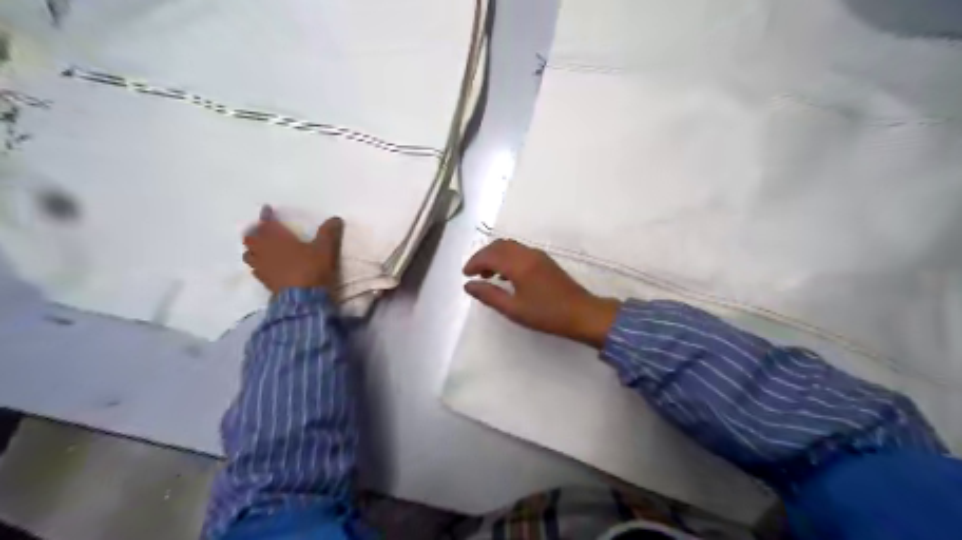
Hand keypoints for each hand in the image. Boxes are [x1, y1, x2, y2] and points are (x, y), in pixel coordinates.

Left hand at [246, 204, 345, 290]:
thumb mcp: (325, 249)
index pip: (266, 223)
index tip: (267, 209)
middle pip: (250, 238)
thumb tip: (335, 218)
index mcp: (277, 239)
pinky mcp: (264, 281)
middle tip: (262, 230)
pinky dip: (257, 263)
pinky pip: (255, 268)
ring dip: (252, 248)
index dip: (266, 215)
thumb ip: (328, 232)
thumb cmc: (311, 268)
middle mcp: (264, 250)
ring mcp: (262, 267)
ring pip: (248, 254)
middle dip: (255, 232)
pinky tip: (265, 265)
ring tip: (260, 247)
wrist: (303, 298)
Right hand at [463, 239, 619, 348]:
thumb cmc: (546, 314)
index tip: (465, 275)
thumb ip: (489, 295)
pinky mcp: (545, 261)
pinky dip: (507, 257)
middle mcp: (527, 254)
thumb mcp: (513, 309)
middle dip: (483, 256)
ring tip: (488, 276)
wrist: (582, 313)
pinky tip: (506, 275)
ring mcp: (538, 255)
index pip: (489, 255)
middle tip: (473, 273)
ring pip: (510, 247)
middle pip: (499, 246)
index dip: (474, 262)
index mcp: (519, 264)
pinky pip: (519, 251)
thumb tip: (469, 285)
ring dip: (495, 256)